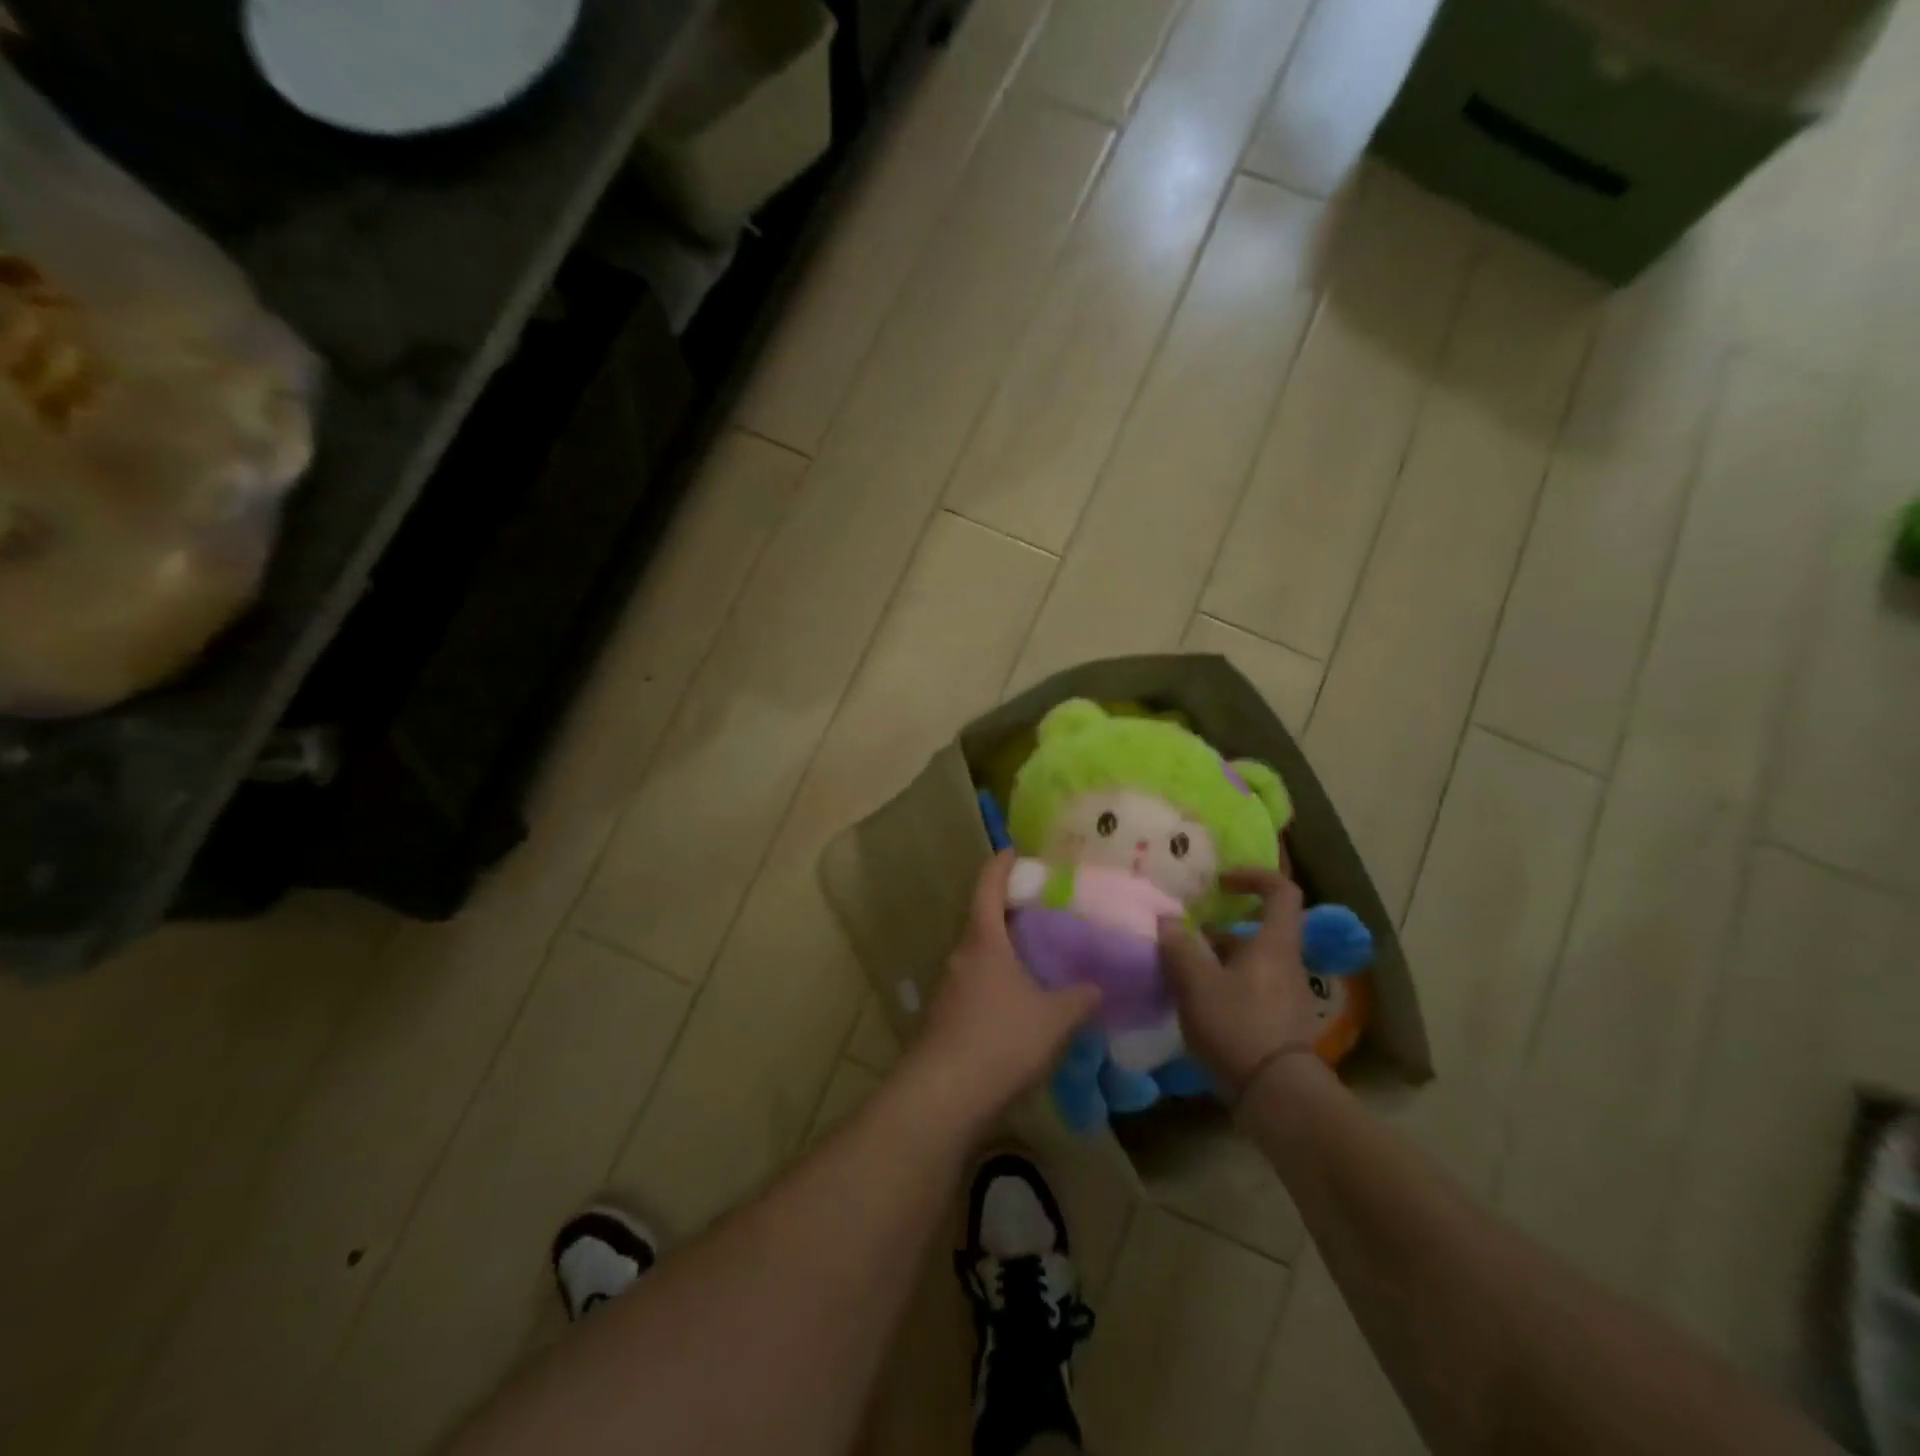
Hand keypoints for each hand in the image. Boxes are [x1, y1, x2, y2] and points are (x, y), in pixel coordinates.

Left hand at [911, 852, 1100, 1128]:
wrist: (943, 1095)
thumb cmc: (1001, 1039)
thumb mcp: (1054, 1018)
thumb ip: (1080, 998)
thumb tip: (1099, 986)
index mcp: (983, 940)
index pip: (987, 886)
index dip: (1001, 865)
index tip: (1015, 851)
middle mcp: (961, 956)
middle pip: (982, 919)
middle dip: (1009, 910)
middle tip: (1044, 908)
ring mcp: (949, 988)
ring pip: (980, 954)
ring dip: (1004, 949)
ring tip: (1039, 955)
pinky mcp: (947, 1018)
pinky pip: (977, 984)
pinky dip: (999, 980)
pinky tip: (1022, 1001)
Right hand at [1158, 870, 1319, 1099]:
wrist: (1277, 1095)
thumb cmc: (1237, 1024)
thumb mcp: (1196, 982)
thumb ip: (1179, 947)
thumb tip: (1168, 919)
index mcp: (1274, 944)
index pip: (1281, 891)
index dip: (1253, 876)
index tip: (1220, 884)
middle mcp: (1287, 964)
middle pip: (1259, 931)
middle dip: (1220, 930)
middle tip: (1186, 938)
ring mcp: (1288, 997)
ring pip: (1252, 963)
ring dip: (1219, 961)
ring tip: (1182, 975)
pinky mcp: (1280, 1025)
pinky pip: (1252, 991)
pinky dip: (1226, 988)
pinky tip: (1198, 1007)